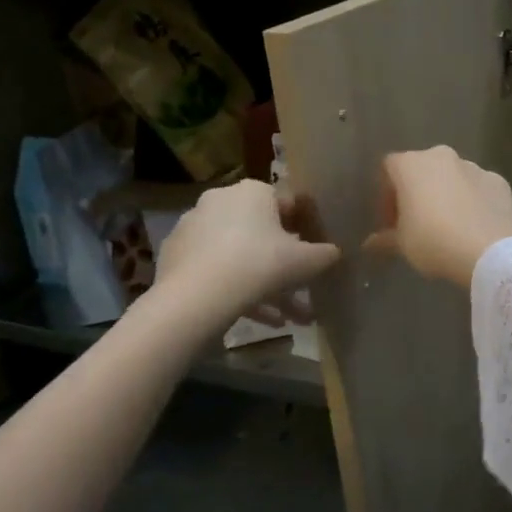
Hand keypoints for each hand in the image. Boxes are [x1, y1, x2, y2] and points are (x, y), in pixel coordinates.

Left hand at [153, 179, 339, 324]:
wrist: (197, 296)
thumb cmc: (260, 265)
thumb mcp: (306, 261)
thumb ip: (325, 254)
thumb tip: (335, 252)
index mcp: (253, 192)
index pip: (288, 205)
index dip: (306, 230)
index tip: (315, 255)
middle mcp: (221, 200)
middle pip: (262, 235)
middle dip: (284, 266)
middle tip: (301, 292)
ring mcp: (194, 228)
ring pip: (240, 256)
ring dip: (265, 287)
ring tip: (285, 320)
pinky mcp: (176, 256)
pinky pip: (216, 270)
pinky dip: (237, 289)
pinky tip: (259, 319)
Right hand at [365, 147, 511, 288]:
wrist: (490, 249)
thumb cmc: (434, 241)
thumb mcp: (403, 244)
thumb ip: (385, 239)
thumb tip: (370, 245)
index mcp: (411, 164)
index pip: (388, 170)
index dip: (386, 196)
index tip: (390, 222)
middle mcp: (441, 156)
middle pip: (422, 169)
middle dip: (417, 193)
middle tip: (416, 223)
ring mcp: (474, 166)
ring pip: (452, 177)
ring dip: (446, 194)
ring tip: (448, 226)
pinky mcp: (499, 181)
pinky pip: (478, 188)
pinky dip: (473, 201)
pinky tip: (474, 226)